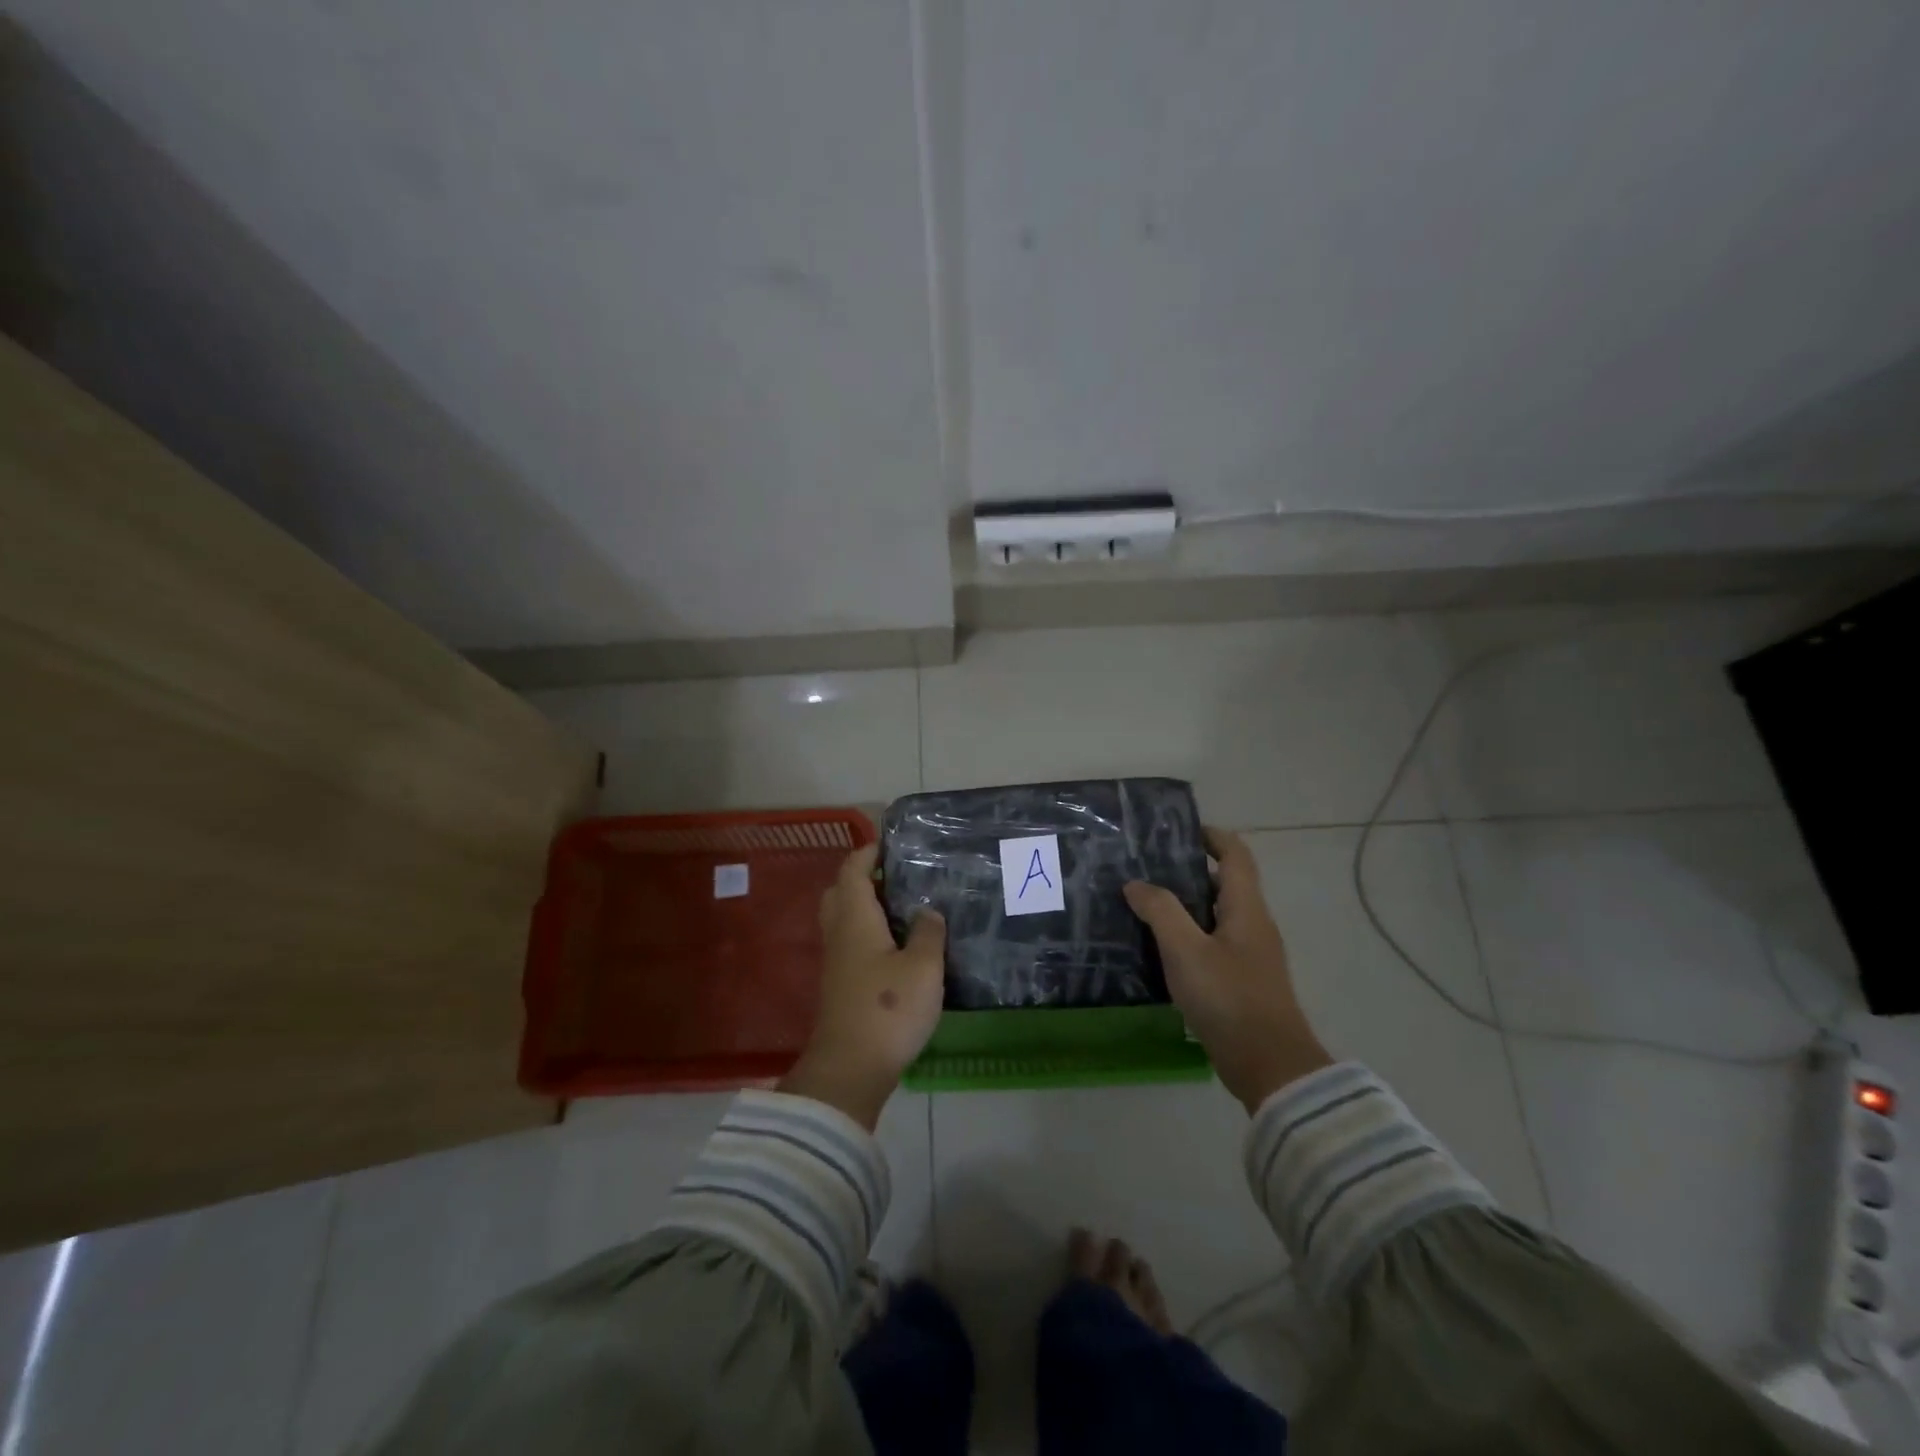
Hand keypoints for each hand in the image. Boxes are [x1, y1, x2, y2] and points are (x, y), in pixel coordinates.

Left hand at [778, 844, 945, 1129]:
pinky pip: (851, 942)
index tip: (892, 844)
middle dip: (863, 877)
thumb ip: (927, 932)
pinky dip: (869, 932)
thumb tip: (927, 911)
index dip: (868, 852)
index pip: (852, 870)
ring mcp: (836, 961)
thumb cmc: (888, 1008)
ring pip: (844, 919)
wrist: (851, 1068)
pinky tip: (897, 945)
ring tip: (904, 907)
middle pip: (841, 892)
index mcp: (854, 918)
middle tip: (897, 876)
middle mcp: (839, 933)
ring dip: (867, 906)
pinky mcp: (841, 985)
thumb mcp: (923, 966)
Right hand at [1124, 827, 1331, 1112]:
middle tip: (1145, 868)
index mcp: (1246, 908)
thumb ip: (1160, 911)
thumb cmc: (1229, 999)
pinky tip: (1159, 948)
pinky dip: (1188, 936)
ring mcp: (1250, 956)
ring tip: (1144, 904)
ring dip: (1185, 905)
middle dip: (1188, 871)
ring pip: (1216, 916)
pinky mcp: (1242, 982)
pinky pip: (1212, 944)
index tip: (1177, 832)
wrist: (1270, 1067)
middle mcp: (1253, 925)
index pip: (1235, 855)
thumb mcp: (1186, 950)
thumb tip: (1136, 884)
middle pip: (1224, 883)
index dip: (1211, 836)